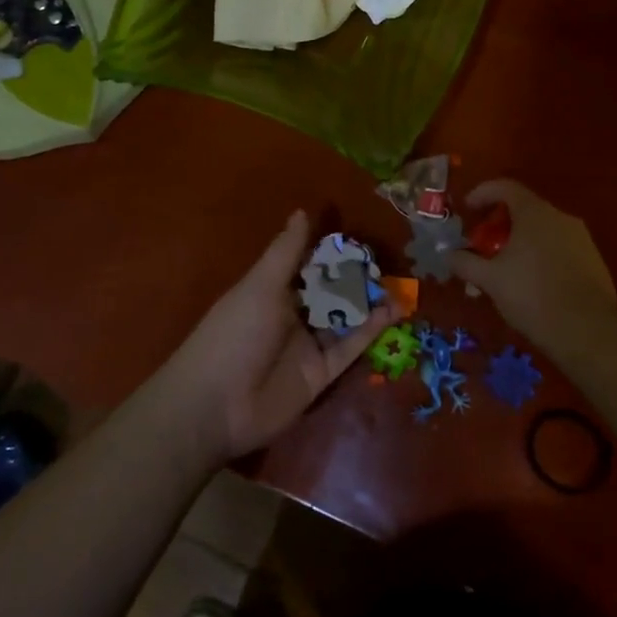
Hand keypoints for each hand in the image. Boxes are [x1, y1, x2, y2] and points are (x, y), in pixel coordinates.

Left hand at [155, 211, 391, 462]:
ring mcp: (308, 345)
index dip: (332, 250)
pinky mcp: (322, 374)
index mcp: (273, 289)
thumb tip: (302, 211)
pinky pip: (350, 347)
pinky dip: (371, 330)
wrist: (216, 405)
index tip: (362, 234)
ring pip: (345, 318)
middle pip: (330, 291)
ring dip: (369, 302)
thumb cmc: (235, 333)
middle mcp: (293, 314)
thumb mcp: (261, 286)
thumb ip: (287, 252)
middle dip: (356, 277)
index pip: (308, 263)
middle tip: (389, 261)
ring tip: (400, 284)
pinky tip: (393, 311)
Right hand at [449, 179, 616, 347]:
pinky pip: (560, 248)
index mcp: (534, 213)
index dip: (482, 193)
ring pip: (543, 231)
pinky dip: (541, 257)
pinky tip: (533, 284)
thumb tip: (449, 254)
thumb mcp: (490, 280)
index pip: (504, 186)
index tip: (467, 209)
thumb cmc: (532, 295)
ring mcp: (581, 238)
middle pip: (524, 209)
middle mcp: (560, 217)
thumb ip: (466, 262)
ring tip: (506, 271)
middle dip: (500, 225)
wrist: (588, 330)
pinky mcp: (594, 261)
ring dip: (521, 243)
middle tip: (483, 246)